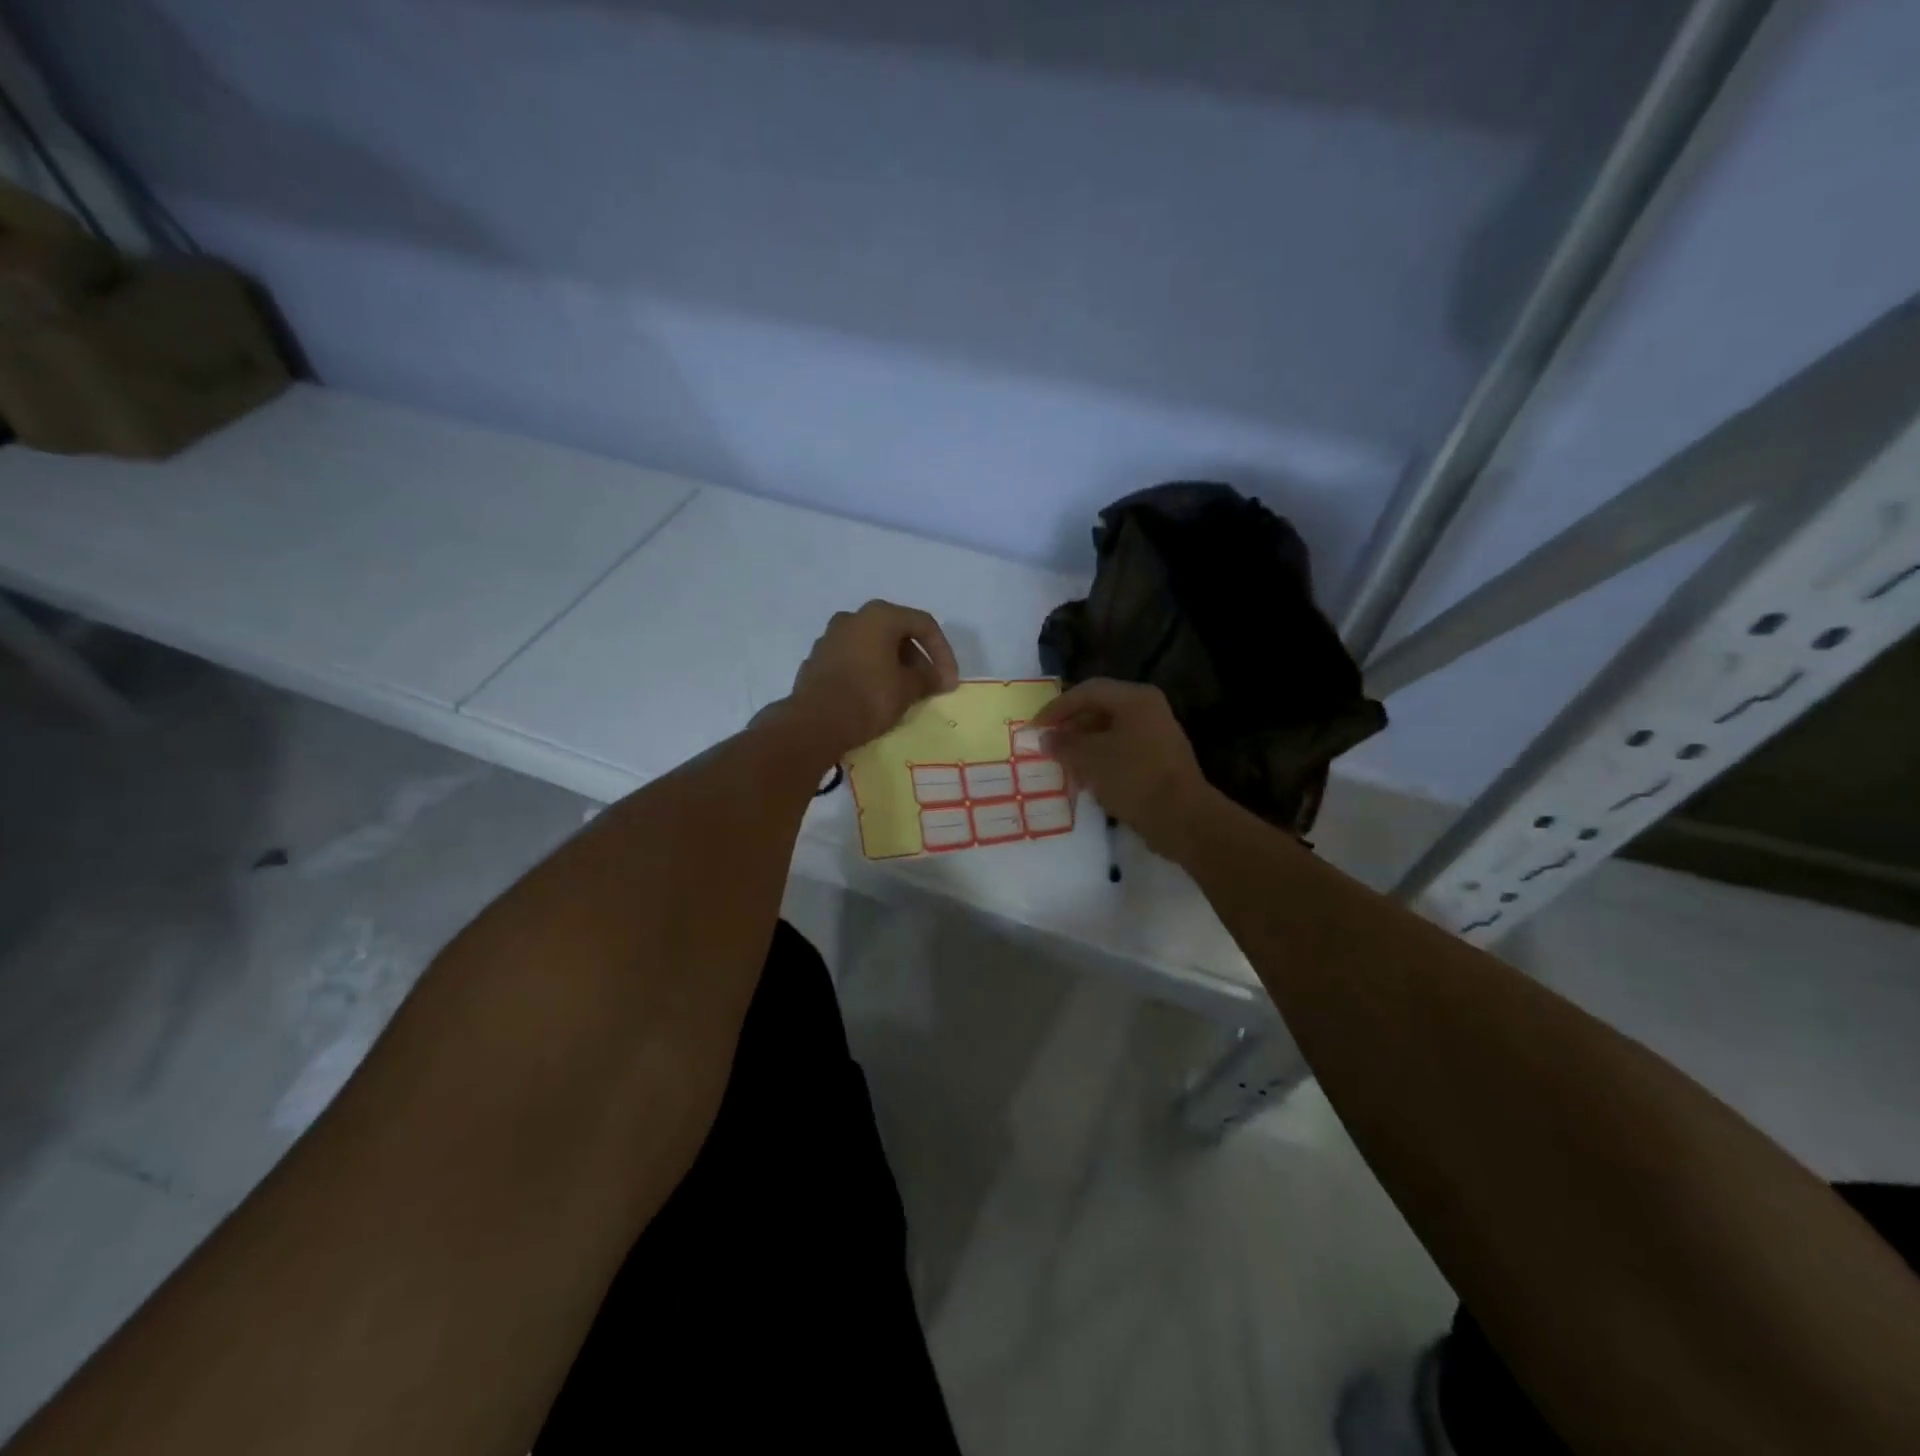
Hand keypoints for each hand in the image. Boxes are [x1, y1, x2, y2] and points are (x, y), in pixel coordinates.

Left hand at [782, 600, 959, 762]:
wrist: (815, 723)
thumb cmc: (869, 698)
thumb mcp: (908, 689)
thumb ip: (928, 678)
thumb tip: (937, 677)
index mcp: (879, 616)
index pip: (923, 624)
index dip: (943, 653)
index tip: (949, 682)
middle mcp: (853, 618)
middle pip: (896, 632)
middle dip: (917, 659)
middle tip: (927, 686)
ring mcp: (830, 638)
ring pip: (872, 646)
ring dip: (892, 665)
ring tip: (903, 692)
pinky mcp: (817, 660)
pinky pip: (853, 660)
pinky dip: (869, 671)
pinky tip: (875, 696)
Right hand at [1033, 679, 1213, 857]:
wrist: (1181, 817)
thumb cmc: (1132, 777)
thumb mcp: (1089, 758)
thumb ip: (1063, 744)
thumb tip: (1045, 738)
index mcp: (1135, 698)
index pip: (1087, 691)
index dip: (1056, 707)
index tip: (1035, 726)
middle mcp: (1148, 709)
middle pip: (1100, 709)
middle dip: (1070, 726)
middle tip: (1047, 744)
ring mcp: (1156, 735)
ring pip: (1110, 732)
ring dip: (1083, 745)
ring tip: (1061, 762)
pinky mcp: (1158, 760)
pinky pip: (1122, 750)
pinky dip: (1100, 759)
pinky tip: (1085, 777)